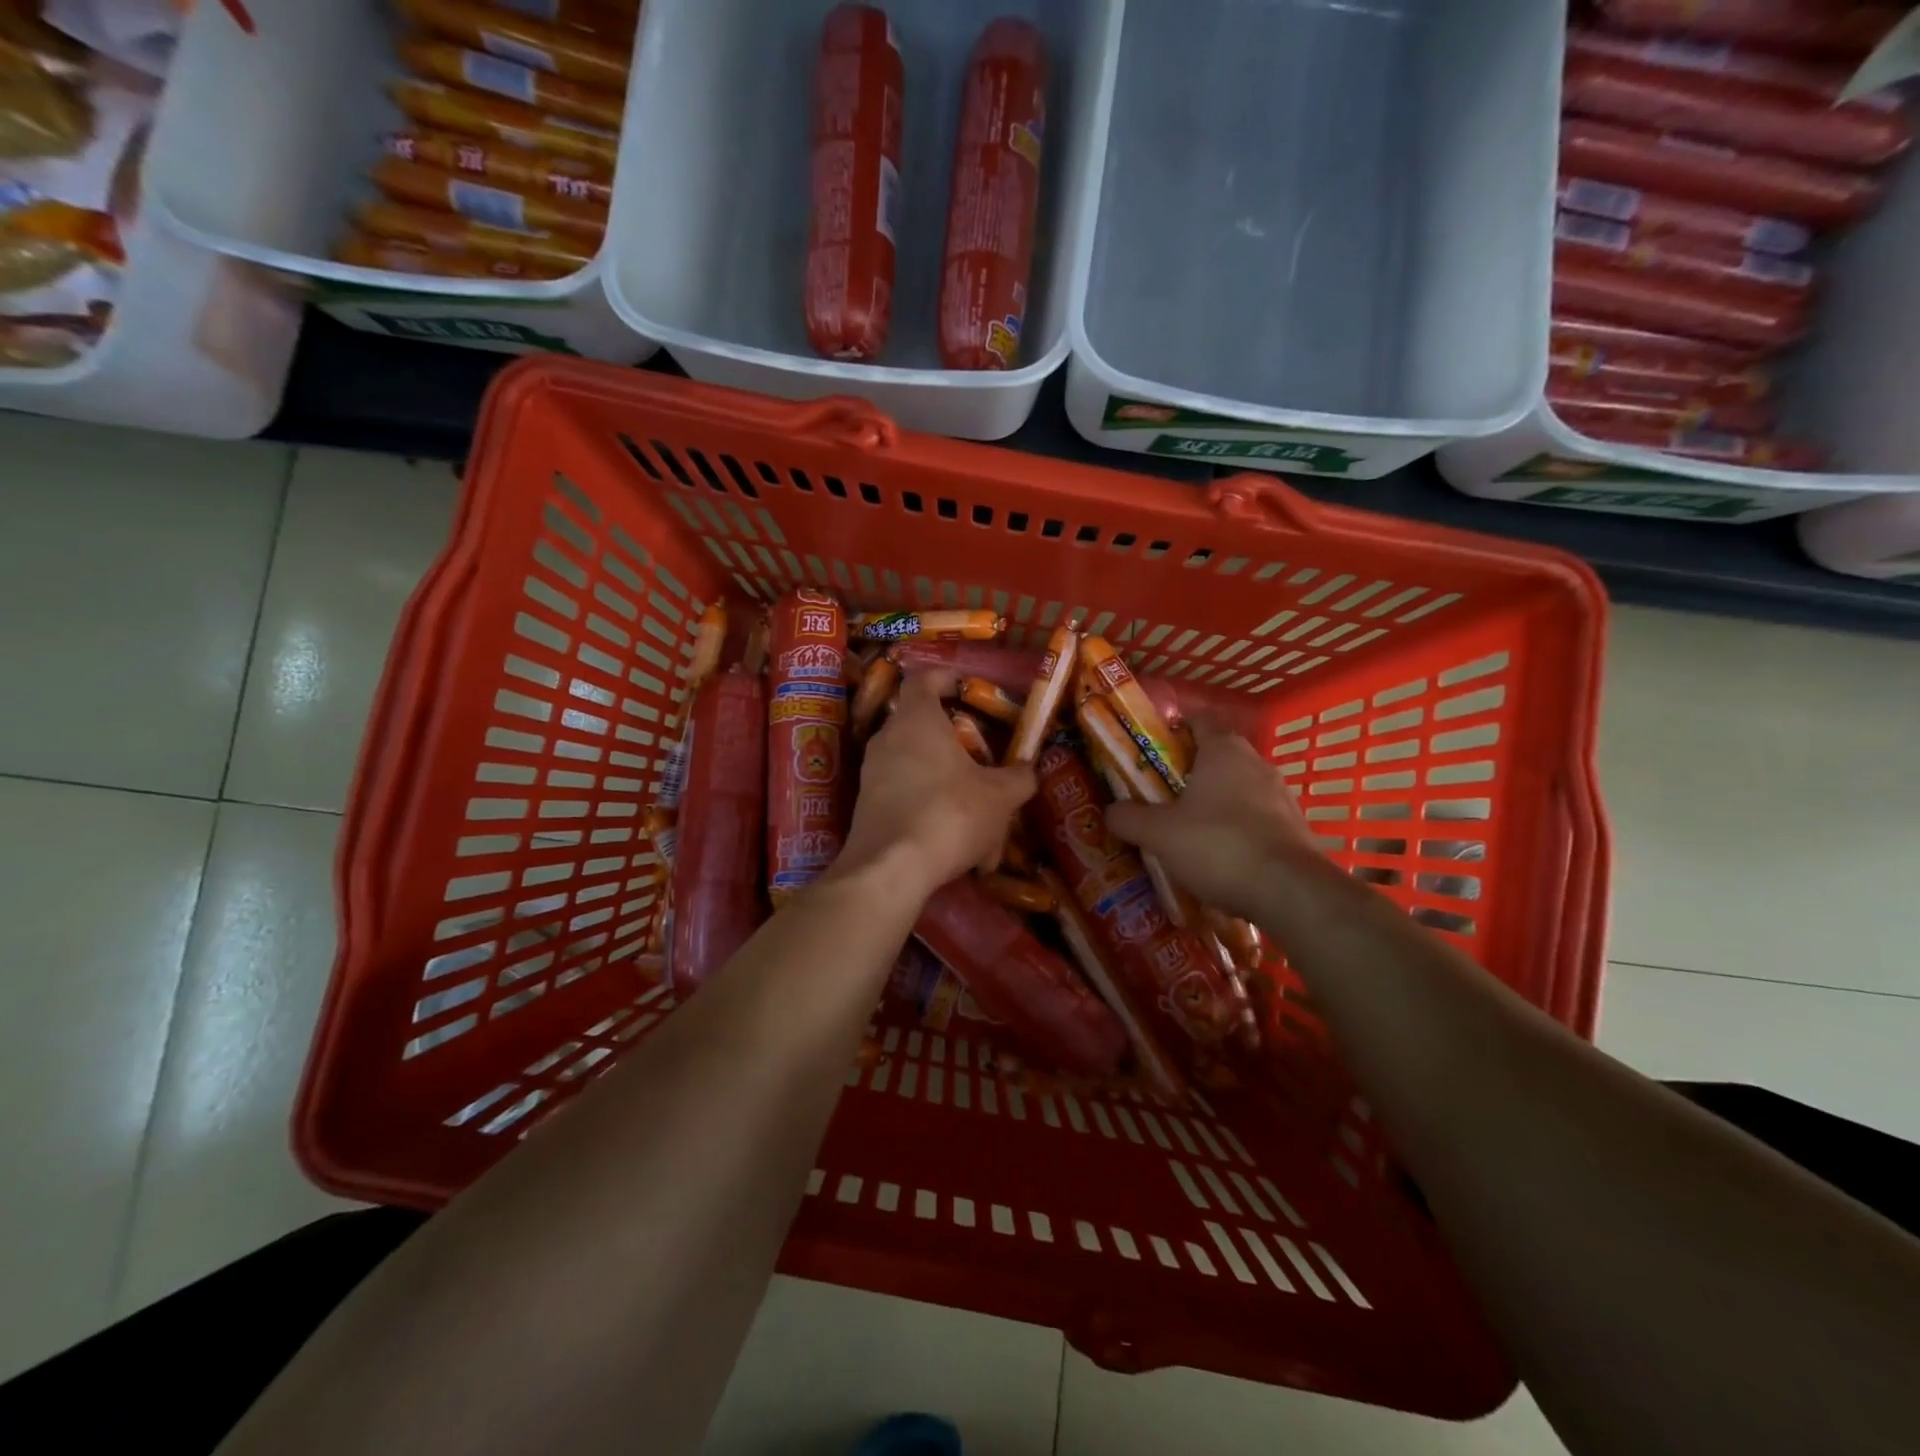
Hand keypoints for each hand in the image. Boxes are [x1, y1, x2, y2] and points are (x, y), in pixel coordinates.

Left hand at [834, 671, 1034, 898]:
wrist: (890, 869)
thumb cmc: (949, 814)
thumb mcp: (1000, 797)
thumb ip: (1019, 778)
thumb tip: (1028, 770)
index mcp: (917, 719)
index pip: (923, 678)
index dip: (945, 677)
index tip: (966, 688)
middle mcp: (887, 737)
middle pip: (916, 720)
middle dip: (947, 732)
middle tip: (976, 748)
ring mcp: (871, 771)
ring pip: (909, 759)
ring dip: (937, 771)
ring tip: (968, 796)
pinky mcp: (864, 804)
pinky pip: (900, 790)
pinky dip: (923, 799)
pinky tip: (948, 831)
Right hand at [1105, 716, 1315, 919]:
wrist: (1289, 891)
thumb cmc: (1218, 845)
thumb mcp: (1158, 833)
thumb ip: (1129, 818)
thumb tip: (1110, 811)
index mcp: (1223, 749)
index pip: (1196, 721)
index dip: (1171, 731)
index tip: (1149, 750)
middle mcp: (1256, 763)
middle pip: (1215, 757)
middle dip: (1187, 773)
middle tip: (1158, 795)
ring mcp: (1281, 795)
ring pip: (1237, 789)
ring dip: (1213, 803)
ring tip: (1186, 830)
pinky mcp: (1295, 827)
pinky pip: (1255, 819)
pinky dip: (1235, 829)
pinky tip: (1218, 856)